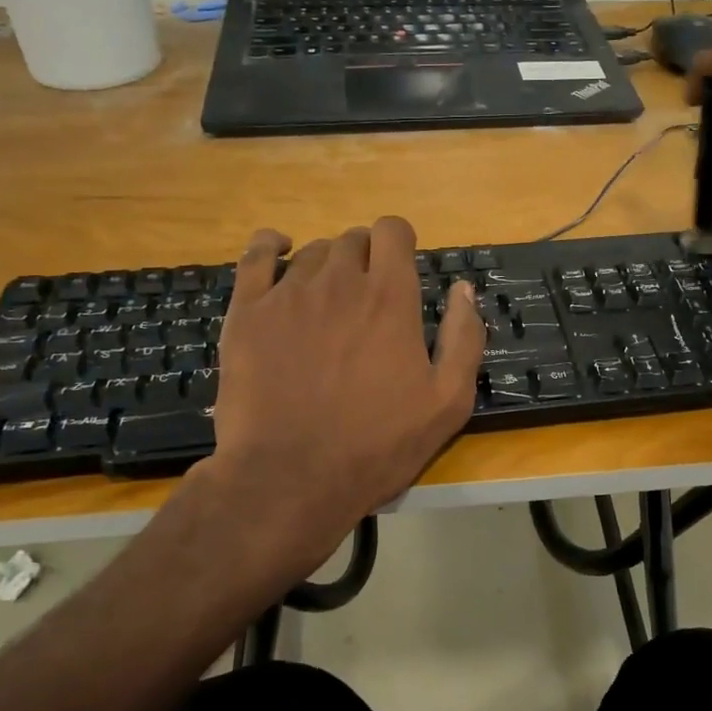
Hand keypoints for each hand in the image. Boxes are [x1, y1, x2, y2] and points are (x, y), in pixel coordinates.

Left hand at [203, 217, 483, 581]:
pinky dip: (270, 246)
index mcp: (389, 297)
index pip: (393, 231)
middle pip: (353, 240)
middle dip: (365, 258)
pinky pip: (256, 257)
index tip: (400, 268)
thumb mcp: (447, 403)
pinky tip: (277, 252)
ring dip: (326, 265)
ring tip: (326, 301)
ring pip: (311, 251)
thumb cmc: (375, 446)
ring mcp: (288, 294)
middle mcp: (339, 282)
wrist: (289, 479)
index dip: (399, 243)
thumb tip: (463, 289)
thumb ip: (464, 338)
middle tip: (366, 299)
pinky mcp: (247, 312)